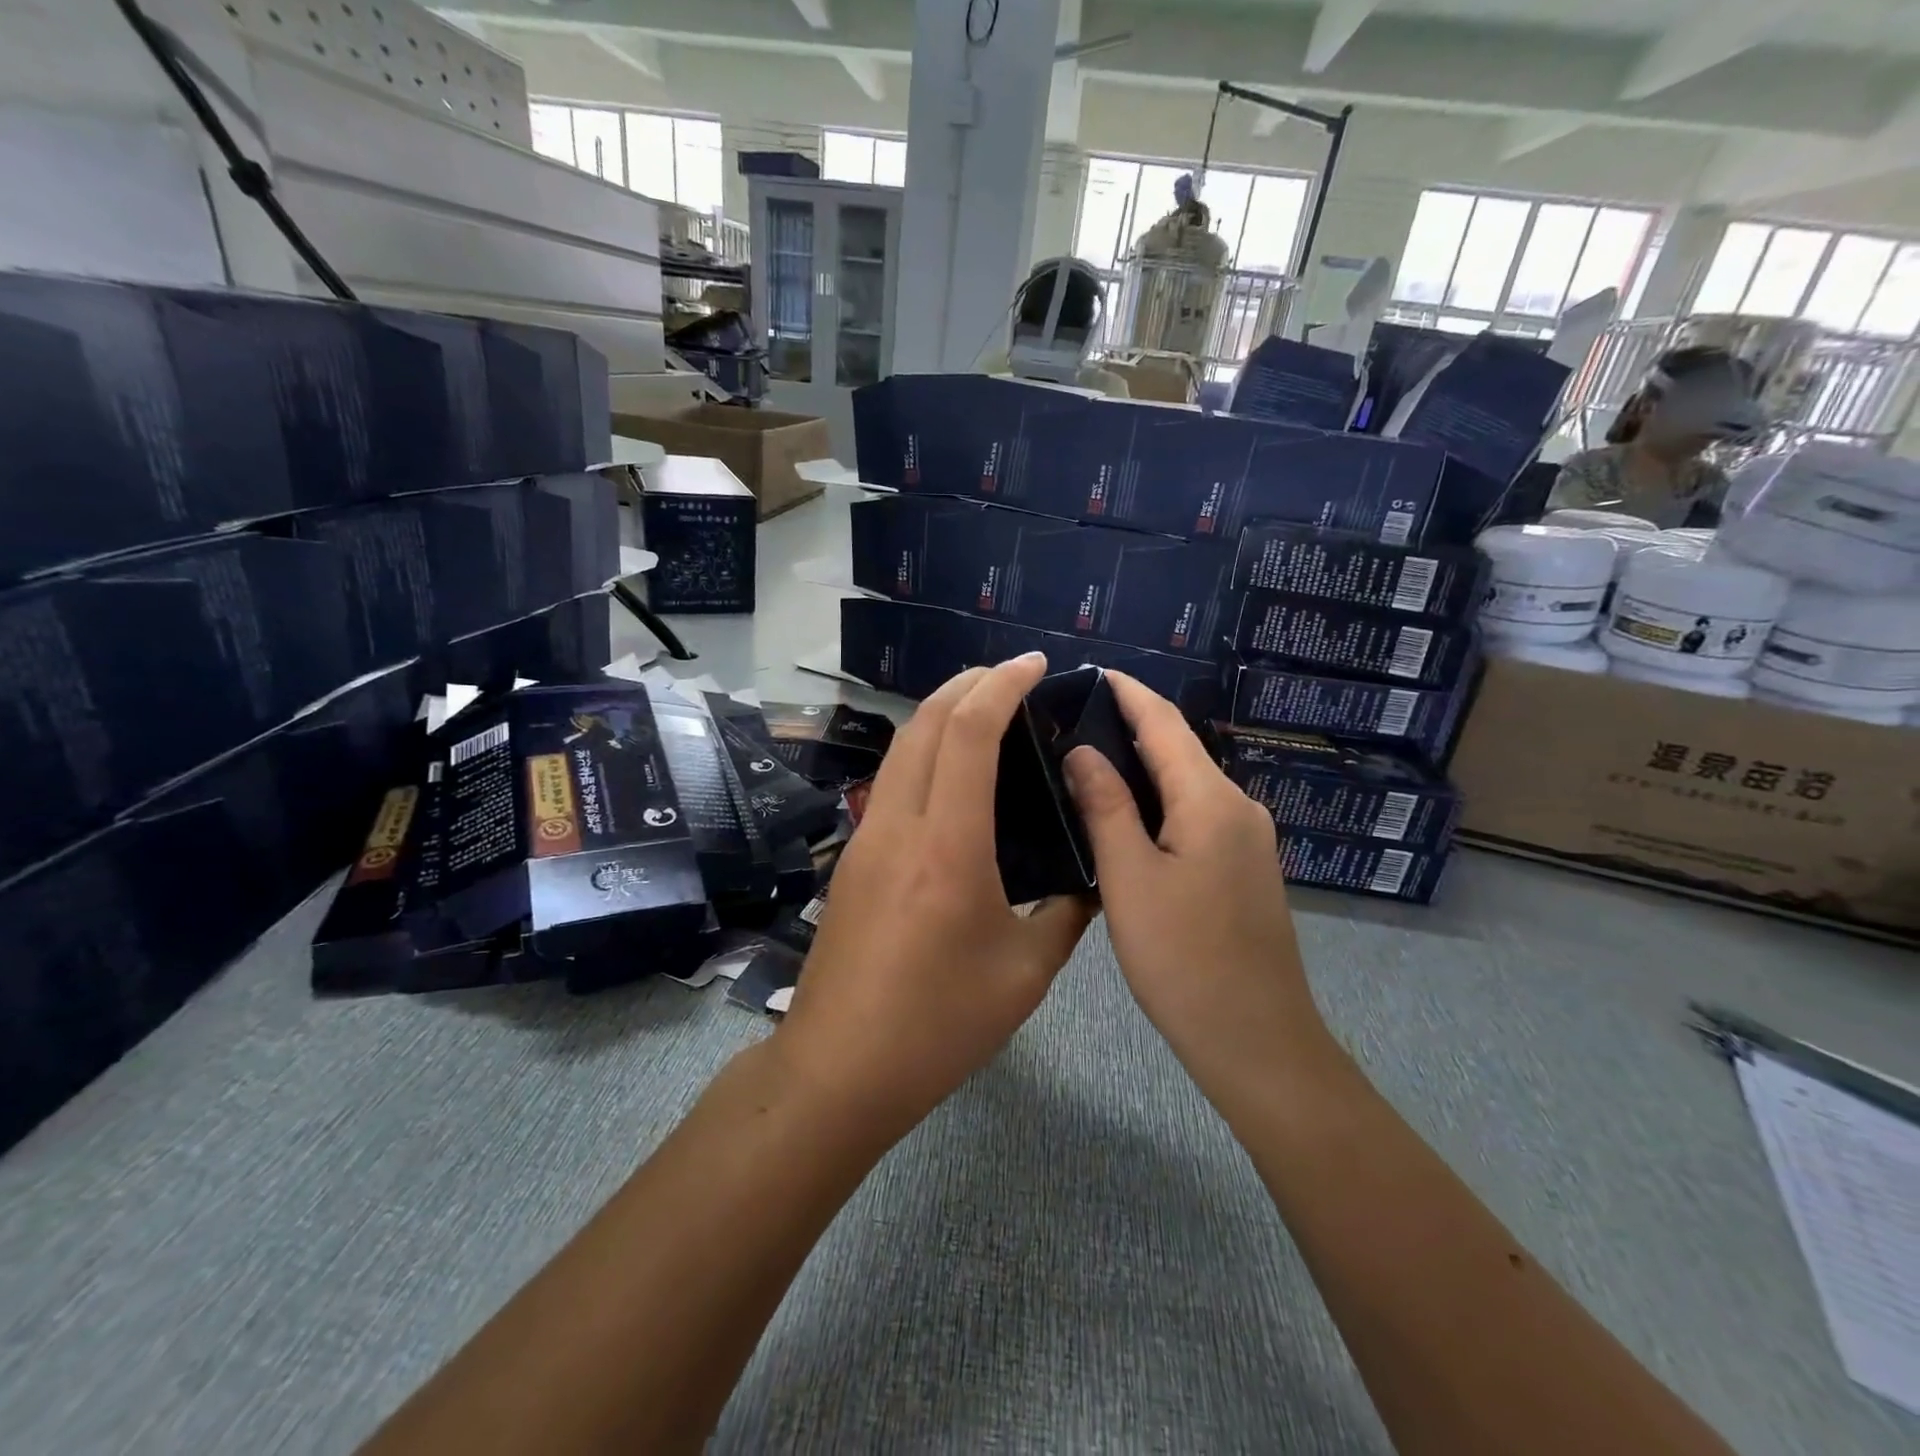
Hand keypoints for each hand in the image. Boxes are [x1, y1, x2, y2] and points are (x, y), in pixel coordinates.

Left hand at [775, 655, 1091, 1136]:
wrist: (838, 1068)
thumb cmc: (938, 1026)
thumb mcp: (1025, 975)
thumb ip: (1066, 916)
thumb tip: (1091, 878)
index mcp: (947, 847)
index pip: (969, 734)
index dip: (1001, 685)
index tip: (1034, 664)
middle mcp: (898, 826)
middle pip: (925, 723)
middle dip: (968, 683)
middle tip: (1013, 675)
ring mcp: (866, 839)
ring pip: (901, 748)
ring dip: (941, 713)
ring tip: (986, 708)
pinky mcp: (853, 858)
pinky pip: (892, 781)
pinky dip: (925, 751)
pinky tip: (953, 773)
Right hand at [1062, 674, 1330, 1090]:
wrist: (1256, 1040)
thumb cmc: (1183, 959)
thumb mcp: (1129, 879)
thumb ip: (1105, 806)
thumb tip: (1081, 750)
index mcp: (1211, 801)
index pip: (1165, 723)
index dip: (1127, 693)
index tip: (1089, 671)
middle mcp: (1238, 807)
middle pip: (1178, 750)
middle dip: (1128, 726)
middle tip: (1070, 719)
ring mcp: (1247, 839)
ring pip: (1186, 784)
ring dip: (1140, 766)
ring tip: (1085, 759)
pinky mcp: (1243, 868)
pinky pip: (1195, 814)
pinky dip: (1157, 801)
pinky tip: (1123, 813)